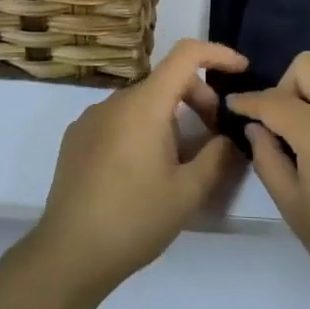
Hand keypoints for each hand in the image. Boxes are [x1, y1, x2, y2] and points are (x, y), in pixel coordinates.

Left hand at [29, 40, 248, 297]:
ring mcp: (90, 118)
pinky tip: (143, 171)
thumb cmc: (134, 220)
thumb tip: (229, 139)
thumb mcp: (188, 192)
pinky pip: (119, 119)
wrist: (68, 255)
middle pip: (166, 80)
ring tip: (180, 162)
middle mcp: (115, 100)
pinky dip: (142, 129)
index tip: (241, 71)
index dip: (218, 54)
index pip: (186, 54)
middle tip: (215, 138)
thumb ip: (218, 157)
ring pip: (142, 102)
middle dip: (198, 98)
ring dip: (170, 118)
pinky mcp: (76, 138)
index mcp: (144, 105)